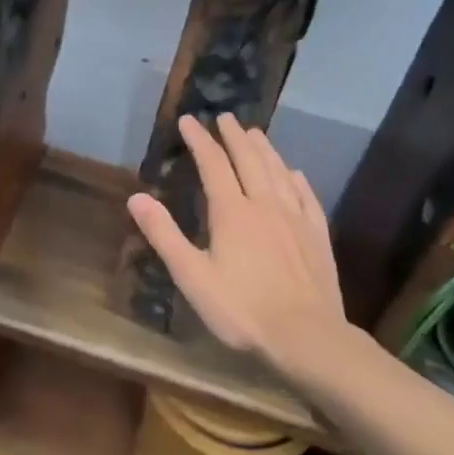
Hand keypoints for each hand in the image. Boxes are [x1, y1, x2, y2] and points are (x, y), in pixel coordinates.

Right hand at [126, 114, 346, 370]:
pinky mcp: (317, 235)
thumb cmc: (242, 309)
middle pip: (249, 160)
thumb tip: (136, 197)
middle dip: (234, 136)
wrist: (306, 336)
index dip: (200, 140)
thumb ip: (164, 235)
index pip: (213, 165)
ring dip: (265, 149)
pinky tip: (294, 173)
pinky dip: (296, 178)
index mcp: (232, 212)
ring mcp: (295, 218)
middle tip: (226, 117)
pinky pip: (306, 196)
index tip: (189, 121)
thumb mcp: (192, 276)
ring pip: (278, 172)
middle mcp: (265, 205)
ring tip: (256, 133)